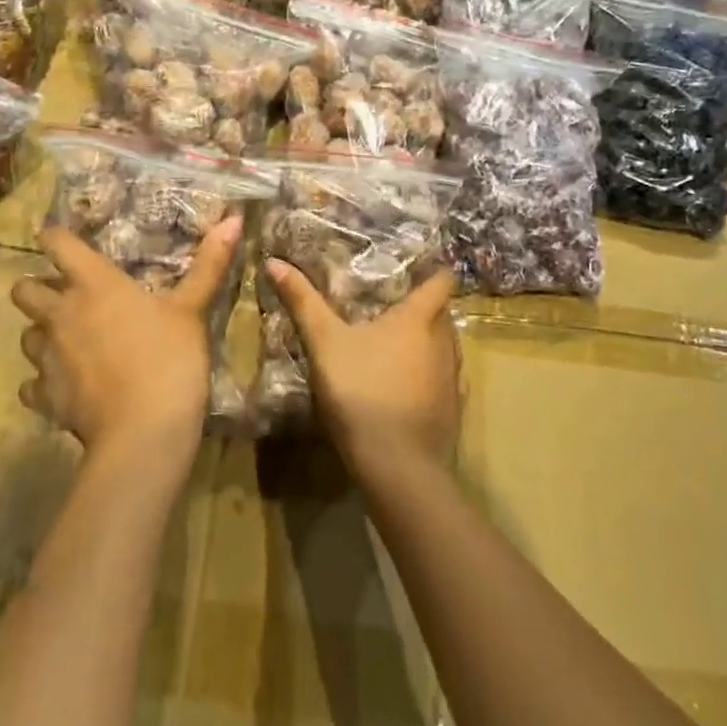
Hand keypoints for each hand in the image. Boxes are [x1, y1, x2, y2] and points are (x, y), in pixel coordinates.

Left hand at [12, 218, 242, 465]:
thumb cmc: (169, 359)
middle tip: (64, 294)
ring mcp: (47, 357)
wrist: (143, 432)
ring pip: (26, 334)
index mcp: (94, 284)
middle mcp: (61, 313)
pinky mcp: (45, 396)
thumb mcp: (193, 309)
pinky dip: (44, 380)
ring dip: (42, 332)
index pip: (57, 243)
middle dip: (37, 287)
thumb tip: (234, 219)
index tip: (58, 236)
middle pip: (23, 289)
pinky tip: (67, 384)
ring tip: (68, 339)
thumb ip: (209, 264)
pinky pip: (32, 382)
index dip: (54, 236)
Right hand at [262, 262, 459, 477]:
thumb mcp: (324, 343)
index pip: (442, 280)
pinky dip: (429, 376)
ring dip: (426, 342)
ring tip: (395, 345)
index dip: (433, 271)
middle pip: (442, 313)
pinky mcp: (452, 409)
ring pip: (445, 346)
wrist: (397, 465)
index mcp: (419, 318)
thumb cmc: (361, 391)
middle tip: (390, 305)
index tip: (415, 268)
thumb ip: (302, 301)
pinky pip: (444, 380)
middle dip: (423, 307)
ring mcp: (452, 377)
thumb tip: (274, 261)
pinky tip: (405, 387)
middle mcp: (445, 341)